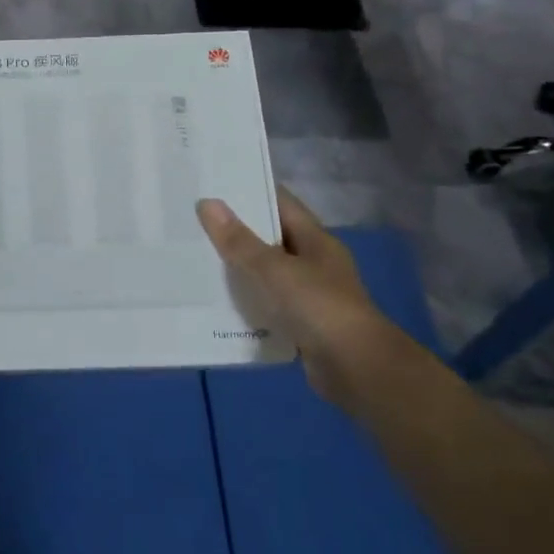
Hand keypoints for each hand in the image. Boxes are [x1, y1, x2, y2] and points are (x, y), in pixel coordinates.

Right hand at [196, 189, 386, 390]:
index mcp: (316, 240)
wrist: (357, 369)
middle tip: (195, 221)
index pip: (281, 203)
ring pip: (268, 273)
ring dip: (240, 268)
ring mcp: (311, 295)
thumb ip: (239, 240)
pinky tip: (218, 301)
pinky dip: (248, 302)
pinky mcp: (304, 324)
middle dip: (238, 230)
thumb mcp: (273, 270)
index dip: (251, 191)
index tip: (215, 184)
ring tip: (197, 257)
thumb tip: (207, 203)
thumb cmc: (318, 307)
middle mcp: (316, 263)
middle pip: (272, 238)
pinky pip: (269, 305)